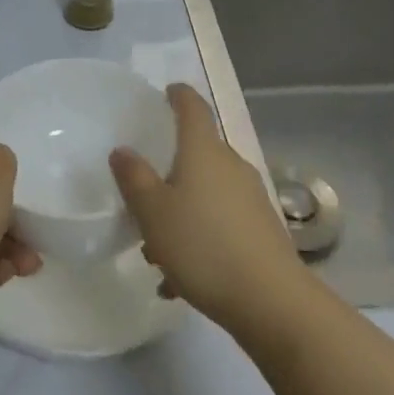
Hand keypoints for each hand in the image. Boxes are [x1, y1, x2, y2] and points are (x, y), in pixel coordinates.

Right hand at [109, 84, 304, 335]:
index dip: (178, 95)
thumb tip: (123, 150)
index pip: (193, 106)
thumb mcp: (153, 213)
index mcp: (203, 150)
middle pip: (198, 152)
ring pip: (207, 192)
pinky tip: (179, 281)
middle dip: (170, 168)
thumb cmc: (203, 245)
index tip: (166, 93)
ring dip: (182, 211)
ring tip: (156, 251)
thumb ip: (134, 178)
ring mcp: (250, 197)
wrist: (271, 301)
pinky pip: (221, 223)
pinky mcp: (261, 230)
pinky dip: (200, 239)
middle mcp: (230, 164)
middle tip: (144, 192)